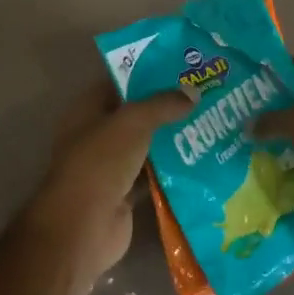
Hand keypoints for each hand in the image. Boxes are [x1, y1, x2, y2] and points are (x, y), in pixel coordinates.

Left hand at [24, 82, 189, 283]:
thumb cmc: (100, 162)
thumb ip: (162, 105)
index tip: (182, 68)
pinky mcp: (124, 194)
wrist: (83, 226)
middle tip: (204, 95)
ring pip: (146, 146)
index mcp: (88, 110)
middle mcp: (97, 135)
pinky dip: (172, 171)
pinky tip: (202, 161)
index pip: (119, 82)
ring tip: (210, 124)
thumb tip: (192, 93)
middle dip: (166, 107)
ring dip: (172, 139)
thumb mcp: (133, 123)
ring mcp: (110, 167)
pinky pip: (152, 176)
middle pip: (136, 115)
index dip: (147, 73)